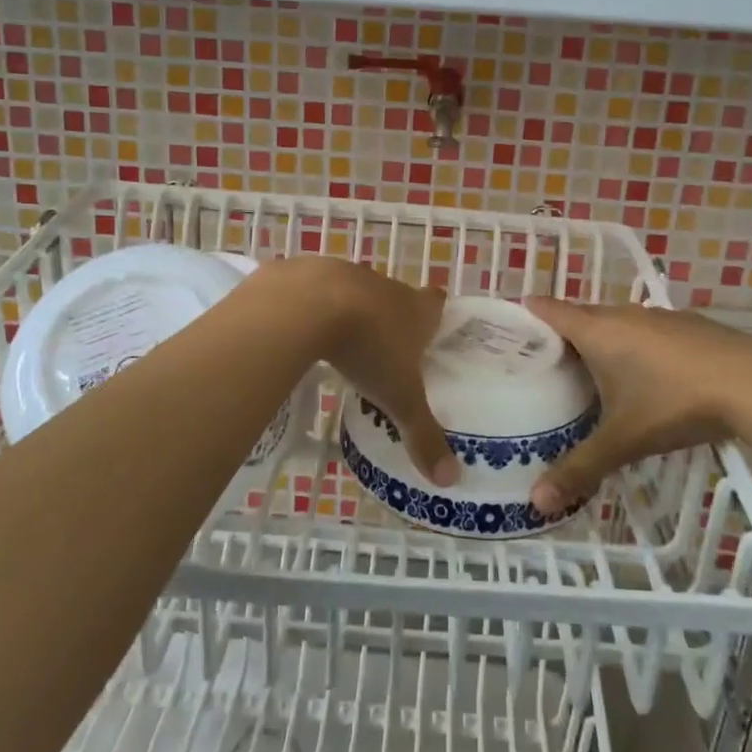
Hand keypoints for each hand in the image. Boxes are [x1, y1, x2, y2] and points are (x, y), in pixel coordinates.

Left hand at [264, 257, 460, 487]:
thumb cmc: (366, 348)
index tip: (431, 330)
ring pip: (354, 291)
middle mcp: (384, 285)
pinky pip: (313, 290)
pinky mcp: (306, 271)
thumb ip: (423, 435)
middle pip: (395, 297)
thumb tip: (451, 480)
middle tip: (385, 350)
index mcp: (414, 309)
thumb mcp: (398, 399)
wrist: (306, 305)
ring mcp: (344, 273)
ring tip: (341, 343)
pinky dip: (310, 308)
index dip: (435, 314)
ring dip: (350, 312)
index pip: (436, 302)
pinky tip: (300, 331)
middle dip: (391, 318)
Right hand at [522, 298, 751, 514]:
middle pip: (581, 314)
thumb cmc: (675, 403)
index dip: (526, 314)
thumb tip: (536, 502)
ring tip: (591, 371)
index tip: (508, 329)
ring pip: (617, 321)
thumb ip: (580, 469)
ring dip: (602, 339)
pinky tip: (648, 375)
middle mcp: (624, 314)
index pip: (549, 309)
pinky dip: (636, 344)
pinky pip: (647, 329)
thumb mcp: (624, 440)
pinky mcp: (690, 325)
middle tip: (544, 363)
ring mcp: (660, 316)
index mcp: (598, 331)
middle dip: (561, 333)